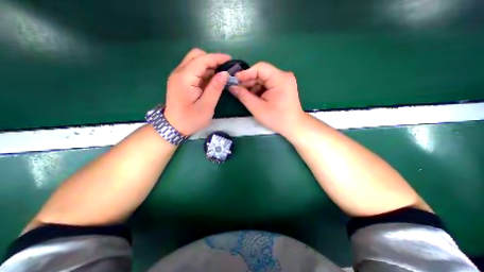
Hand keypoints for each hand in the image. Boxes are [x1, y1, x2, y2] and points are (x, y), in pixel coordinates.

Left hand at [162, 47, 230, 134]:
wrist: (173, 127)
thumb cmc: (191, 119)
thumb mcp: (206, 106)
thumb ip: (215, 88)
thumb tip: (225, 73)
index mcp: (185, 78)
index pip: (202, 60)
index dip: (217, 58)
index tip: (230, 60)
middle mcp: (179, 72)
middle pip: (196, 56)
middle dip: (212, 60)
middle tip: (224, 70)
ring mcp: (178, 76)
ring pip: (195, 62)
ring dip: (208, 66)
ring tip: (221, 75)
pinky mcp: (180, 81)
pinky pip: (193, 70)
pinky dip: (204, 72)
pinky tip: (212, 80)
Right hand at [230, 63, 303, 136]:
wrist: (293, 126)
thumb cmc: (277, 119)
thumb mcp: (257, 108)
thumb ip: (243, 96)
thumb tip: (232, 87)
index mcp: (280, 79)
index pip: (260, 68)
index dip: (246, 73)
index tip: (234, 81)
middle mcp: (283, 76)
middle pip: (261, 73)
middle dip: (248, 81)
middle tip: (236, 89)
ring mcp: (283, 81)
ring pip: (263, 79)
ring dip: (252, 87)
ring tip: (243, 95)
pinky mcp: (282, 87)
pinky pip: (267, 85)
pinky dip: (258, 90)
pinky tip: (252, 97)